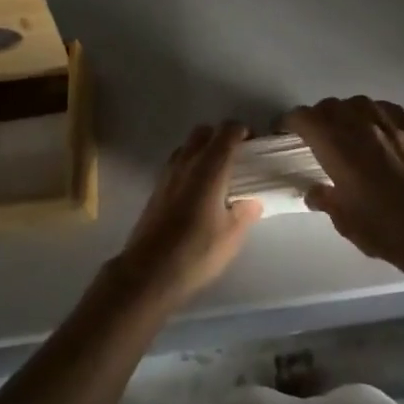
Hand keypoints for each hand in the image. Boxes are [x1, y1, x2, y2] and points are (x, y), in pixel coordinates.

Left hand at [110, 123, 262, 312]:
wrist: (148, 271)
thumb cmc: (195, 251)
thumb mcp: (231, 236)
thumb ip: (245, 213)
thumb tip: (252, 201)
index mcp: (210, 167)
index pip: (227, 131)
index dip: (242, 131)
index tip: (254, 145)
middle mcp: (187, 162)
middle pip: (204, 132)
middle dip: (221, 137)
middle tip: (236, 158)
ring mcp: (168, 173)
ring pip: (188, 146)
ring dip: (203, 150)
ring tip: (217, 176)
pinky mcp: (156, 188)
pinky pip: (177, 163)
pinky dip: (190, 165)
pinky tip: (197, 192)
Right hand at [285, 97, 403, 268]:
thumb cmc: (381, 226)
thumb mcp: (343, 219)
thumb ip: (324, 198)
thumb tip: (314, 191)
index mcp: (335, 144)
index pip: (303, 117)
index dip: (289, 121)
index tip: (284, 131)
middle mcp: (357, 124)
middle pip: (329, 106)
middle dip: (317, 117)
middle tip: (316, 136)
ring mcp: (386, 122)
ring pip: (356, 102)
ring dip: (345, 112)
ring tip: (347, 130)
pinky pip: (384, 108)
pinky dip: (373, 114)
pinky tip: (376, 129)